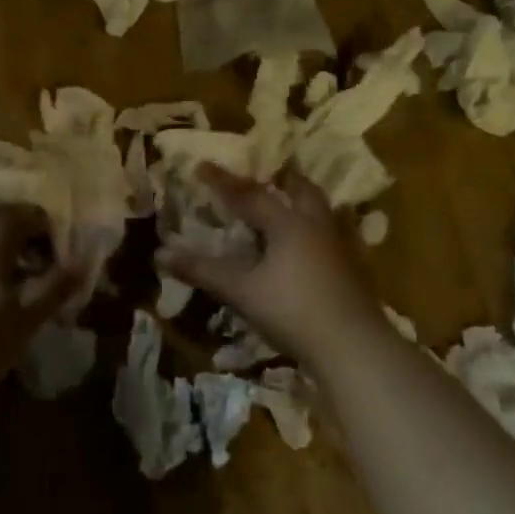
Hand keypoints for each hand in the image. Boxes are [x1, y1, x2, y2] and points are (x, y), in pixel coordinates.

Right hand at [160, 164, 386, 372]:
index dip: (223, 182)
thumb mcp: (241, 291)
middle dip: (282, 180)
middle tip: (270, 174)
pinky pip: (332, 236)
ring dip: (304, 202)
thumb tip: (161, 254)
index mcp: (287, 223)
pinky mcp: (352, 271)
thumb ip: (203, 271)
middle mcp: (315, 226)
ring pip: (322, 212)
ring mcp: (339, 248)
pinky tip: (311, 245)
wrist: (353, 347)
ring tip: (290, 203)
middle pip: (301, 191)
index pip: (249, 195)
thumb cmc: (293, 310)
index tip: (202, 165)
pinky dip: (316, 230)